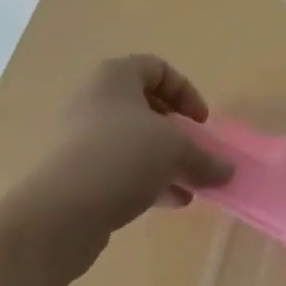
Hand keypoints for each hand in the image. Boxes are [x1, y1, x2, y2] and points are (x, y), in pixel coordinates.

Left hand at [26, 55, 233, 242]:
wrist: (57, 216)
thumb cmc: (121, 157)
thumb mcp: (174, 150)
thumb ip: (204, 157)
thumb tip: (228, 171)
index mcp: (116, 76)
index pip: (159, 69)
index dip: (186, 93)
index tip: (201, 124)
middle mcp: (95, 98)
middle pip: (146, 107)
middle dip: (176, 133)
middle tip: (194, 154)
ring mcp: (81, 137)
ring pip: (133, 141)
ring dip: (164, 161)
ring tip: (189, 187)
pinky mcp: (74, 174)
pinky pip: (117, 168)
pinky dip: (144, 180)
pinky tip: (168, 203)